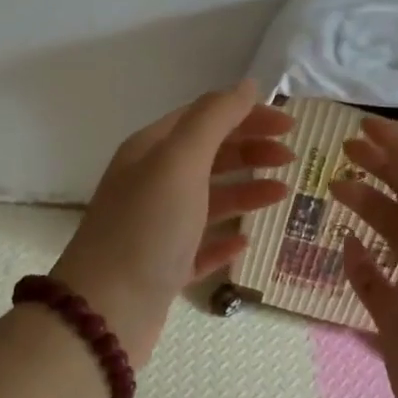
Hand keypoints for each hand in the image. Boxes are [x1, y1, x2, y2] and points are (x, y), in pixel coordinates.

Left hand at [51, 82, 293, 365]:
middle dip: (249, 150)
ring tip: (282, 194)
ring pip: (207, 199)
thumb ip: (214, 119)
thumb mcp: (179, 162)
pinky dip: (224, 239)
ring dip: (245, 190)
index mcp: (150, 151)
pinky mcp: (163, 268)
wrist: (105, 312)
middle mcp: (151, 183)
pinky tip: (246, 240)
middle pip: (207, 156)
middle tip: (291, 158)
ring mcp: (156, 228)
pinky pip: (200, 246)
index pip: (204, 118)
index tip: (289, 125)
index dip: (246, 115)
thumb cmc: (147, 229)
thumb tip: (247, 85)